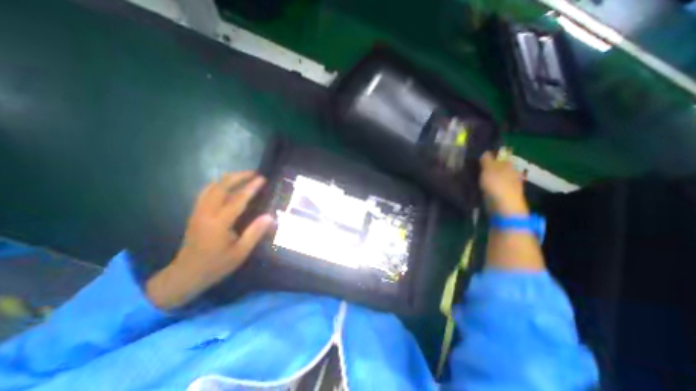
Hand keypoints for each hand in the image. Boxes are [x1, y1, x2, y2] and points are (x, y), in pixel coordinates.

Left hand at [147, 173, 274, 309]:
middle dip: (237, 176)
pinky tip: (226, 186)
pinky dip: (218, 185)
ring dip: (228, 179)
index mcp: (219, 223)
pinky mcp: (195, 213)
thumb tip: (269, 216)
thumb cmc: (216, 265)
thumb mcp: (240, 253)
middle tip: (253, 173)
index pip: (238, 200)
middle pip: (221, 187)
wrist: (184, 275)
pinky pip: (206, 192)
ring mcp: (198, 212)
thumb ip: (254, 233)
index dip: (251, 188)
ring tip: (242, 176)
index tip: (262, 179)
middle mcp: (206, 213)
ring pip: (211, 187)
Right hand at [479, 151, 528, 217]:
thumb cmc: (497, 185)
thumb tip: (485, 151)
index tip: (478, 158)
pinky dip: (488, 187)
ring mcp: (509, 186)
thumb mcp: (489, 169)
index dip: (490, 157)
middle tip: (475, 168)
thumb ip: (486, 160)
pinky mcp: (504, 196)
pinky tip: (481, 188)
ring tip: (475, 178)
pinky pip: (494, 188)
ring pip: (496, 178)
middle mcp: (511, 174)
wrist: (504, 208)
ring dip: (488, 178)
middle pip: (499, 168)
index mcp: (509, 165)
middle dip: (489, 168)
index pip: (501, 157)